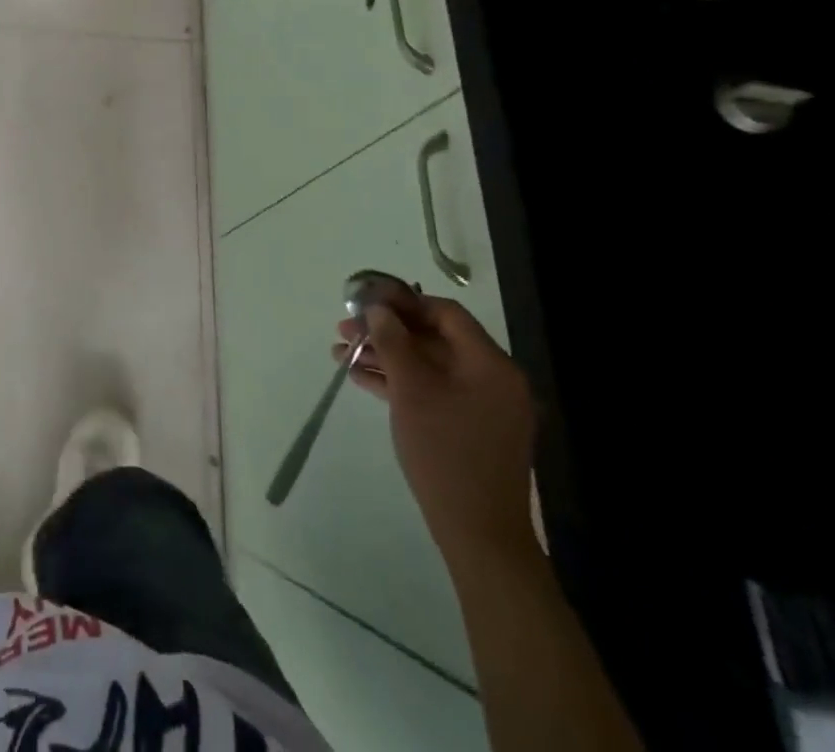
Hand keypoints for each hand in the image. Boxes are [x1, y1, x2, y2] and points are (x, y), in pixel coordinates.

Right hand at [334, 296, 536, 562]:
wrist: (479, 534)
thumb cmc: (445, 452)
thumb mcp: (412, 390)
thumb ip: (393, 341)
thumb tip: (377, 307)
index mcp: (490, 364)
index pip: (445, 313)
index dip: (402, 301)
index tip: (363, 301)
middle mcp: (493, 378)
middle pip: (434, 338)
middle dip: (386, 331)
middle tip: (344, 329)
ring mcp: (483, 405)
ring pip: (429, 365)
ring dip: (387, 356)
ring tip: (342, 354)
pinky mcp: (470, 427)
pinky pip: (433, 390)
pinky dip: (400, 381)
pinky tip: (361, 378)